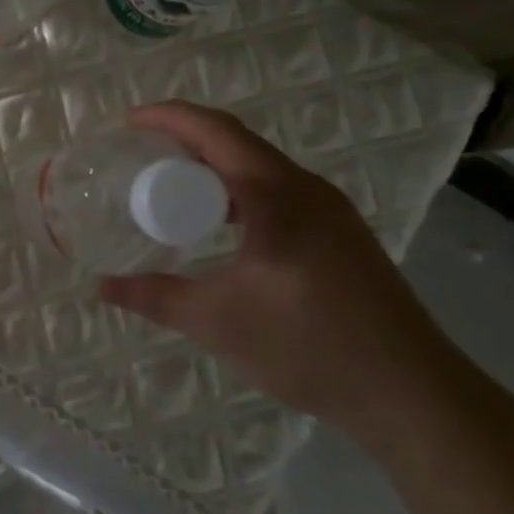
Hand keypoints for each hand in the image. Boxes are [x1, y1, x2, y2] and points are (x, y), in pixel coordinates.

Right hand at [98, 101, 466, 439]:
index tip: (128, 124)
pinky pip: (277, 190)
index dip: (169, 118)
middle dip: (185, 138)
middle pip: (237, 141)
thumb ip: (155, 298)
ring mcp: (330, 211)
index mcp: (277, 195)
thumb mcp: (218, 323)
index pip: (216, 132)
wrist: (412, 394)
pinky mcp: (340, 234)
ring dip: (213, 165)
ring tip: (171, 186)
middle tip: (140, 155)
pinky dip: (237, 189)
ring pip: (260, 166)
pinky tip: (222, 225)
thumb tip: (102, 286)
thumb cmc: (310, 347)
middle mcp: (306, 189)